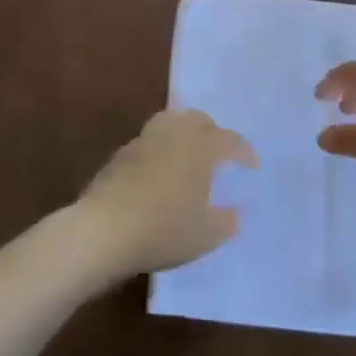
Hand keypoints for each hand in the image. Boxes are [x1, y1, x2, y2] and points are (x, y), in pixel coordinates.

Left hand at [75, 109, 258, 280]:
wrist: (104, 230)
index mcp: (200, 146)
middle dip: (212, 132)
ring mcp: (143, 141)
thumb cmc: (164, 229)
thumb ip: (226, 221)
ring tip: (189, 157)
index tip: (251, 165)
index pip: (229, 140)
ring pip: (170, 124)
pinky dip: (161, 150)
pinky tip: (160, 173)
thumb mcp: (206, 234)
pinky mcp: (120, 155)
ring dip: (184, 135)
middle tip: (219, 153)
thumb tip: (233, 213)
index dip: (243, 151)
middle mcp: (173, 134)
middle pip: (197, 120)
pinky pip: (149, 143)